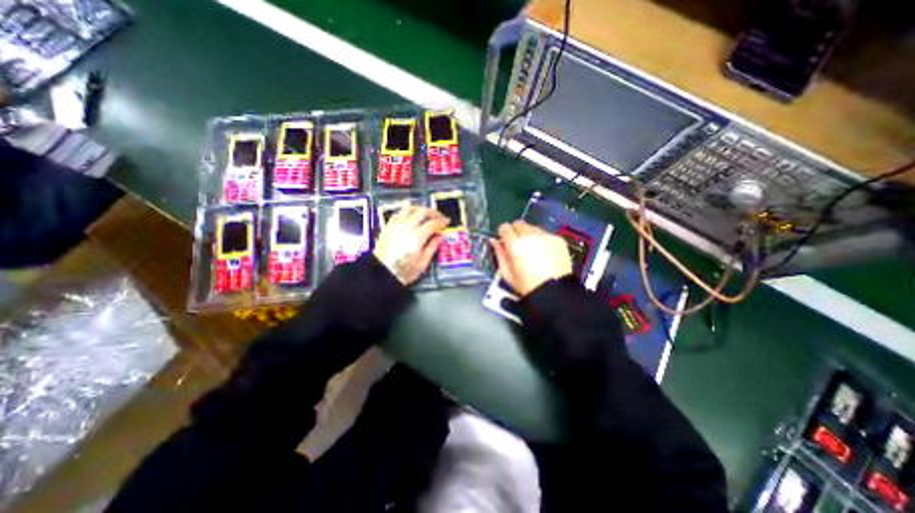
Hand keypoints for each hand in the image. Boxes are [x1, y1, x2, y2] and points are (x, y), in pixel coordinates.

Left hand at [374, 207, 449, 286]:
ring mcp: (396, 225)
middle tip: (439, 217)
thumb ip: (432, 247)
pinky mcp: (388, 227)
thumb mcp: (422, 263)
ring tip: (426, 214)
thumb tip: (440, 237)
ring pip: (410, 208)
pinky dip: (407, 212)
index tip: (447, 222)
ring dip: (420, 209)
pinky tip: (410, 217)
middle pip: (422, 211)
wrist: (382, 273)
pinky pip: (399, 213)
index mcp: (417, 236)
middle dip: (433, 212)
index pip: (433, 223)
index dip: (442, 221)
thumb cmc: (403, 271)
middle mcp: (406, 227)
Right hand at [491, 220, 568, 296]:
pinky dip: (543, 240)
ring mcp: (546, 237)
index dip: (503, 234)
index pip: (504, 227)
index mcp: (515, 245)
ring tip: (532, 251)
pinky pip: (546, 234)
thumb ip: (499, 254)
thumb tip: (494, 241)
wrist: (554, 292)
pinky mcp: (558, 240)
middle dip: (516, 232)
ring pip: (533, 227)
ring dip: (530, 235)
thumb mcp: (507, 273)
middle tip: (518, 245)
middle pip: (519, 224)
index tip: (505, 240)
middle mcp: (530, 236)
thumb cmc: (528, 286)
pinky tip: (544, 253)